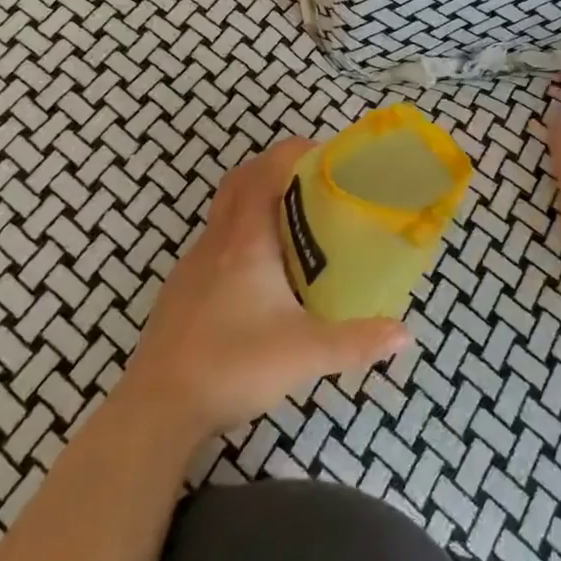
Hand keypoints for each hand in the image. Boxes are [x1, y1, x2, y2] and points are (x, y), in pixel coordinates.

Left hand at [120, 139, 409, 443]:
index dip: (291, 152)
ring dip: (255, 201)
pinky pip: (215, 243)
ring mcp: (192, 266)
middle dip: (273, 168)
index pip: (264, 174)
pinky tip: (260, 274)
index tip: (323, 152)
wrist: (156, 409)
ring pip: (224, 212)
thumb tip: (404, 335)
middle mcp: (216, 243)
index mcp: (245, 243)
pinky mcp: (181, 291)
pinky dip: (240, 235)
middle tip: (312, 181)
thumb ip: (357, 342)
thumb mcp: (305, 354)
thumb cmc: (232, 366)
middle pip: (239, 182)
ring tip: (293, 224)